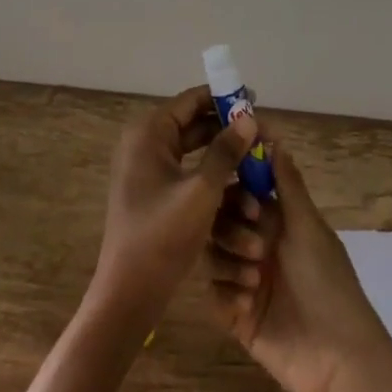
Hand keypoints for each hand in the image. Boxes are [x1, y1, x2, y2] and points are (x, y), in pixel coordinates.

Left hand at [91, 86, 257, 329]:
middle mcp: (144, 143)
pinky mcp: (152, 192)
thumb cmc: (163, 236)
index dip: (223, 98)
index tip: (255, 100)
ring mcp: (146, 169)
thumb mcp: (202, 191)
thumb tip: (249, 118)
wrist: (129, 293)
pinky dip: (210, 174)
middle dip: (227, 129)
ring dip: (222, 154)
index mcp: (148, 133)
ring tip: (257, 158)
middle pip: (192, 124)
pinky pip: (186, 171)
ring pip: (192, 150)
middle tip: (262, 134)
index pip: (190, 101)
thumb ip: (226, 151)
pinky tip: (239, 183)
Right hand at [207, 138, 391, 391]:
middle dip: (232, 229)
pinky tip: (247, 305)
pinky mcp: (235, 314)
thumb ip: (287, 184)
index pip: (242, 191)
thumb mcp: (309, 228)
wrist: (338, 360)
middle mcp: (258, 245)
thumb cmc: (328, 284)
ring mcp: (245, 280)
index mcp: (277, 222)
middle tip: (257, 249)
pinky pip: (212, 292)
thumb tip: (273, 137)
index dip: (237, 188)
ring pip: (213, 253)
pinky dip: (226, 294)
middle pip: (221, 220)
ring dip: (230, 262)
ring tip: (255, 282)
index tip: (242, 195)